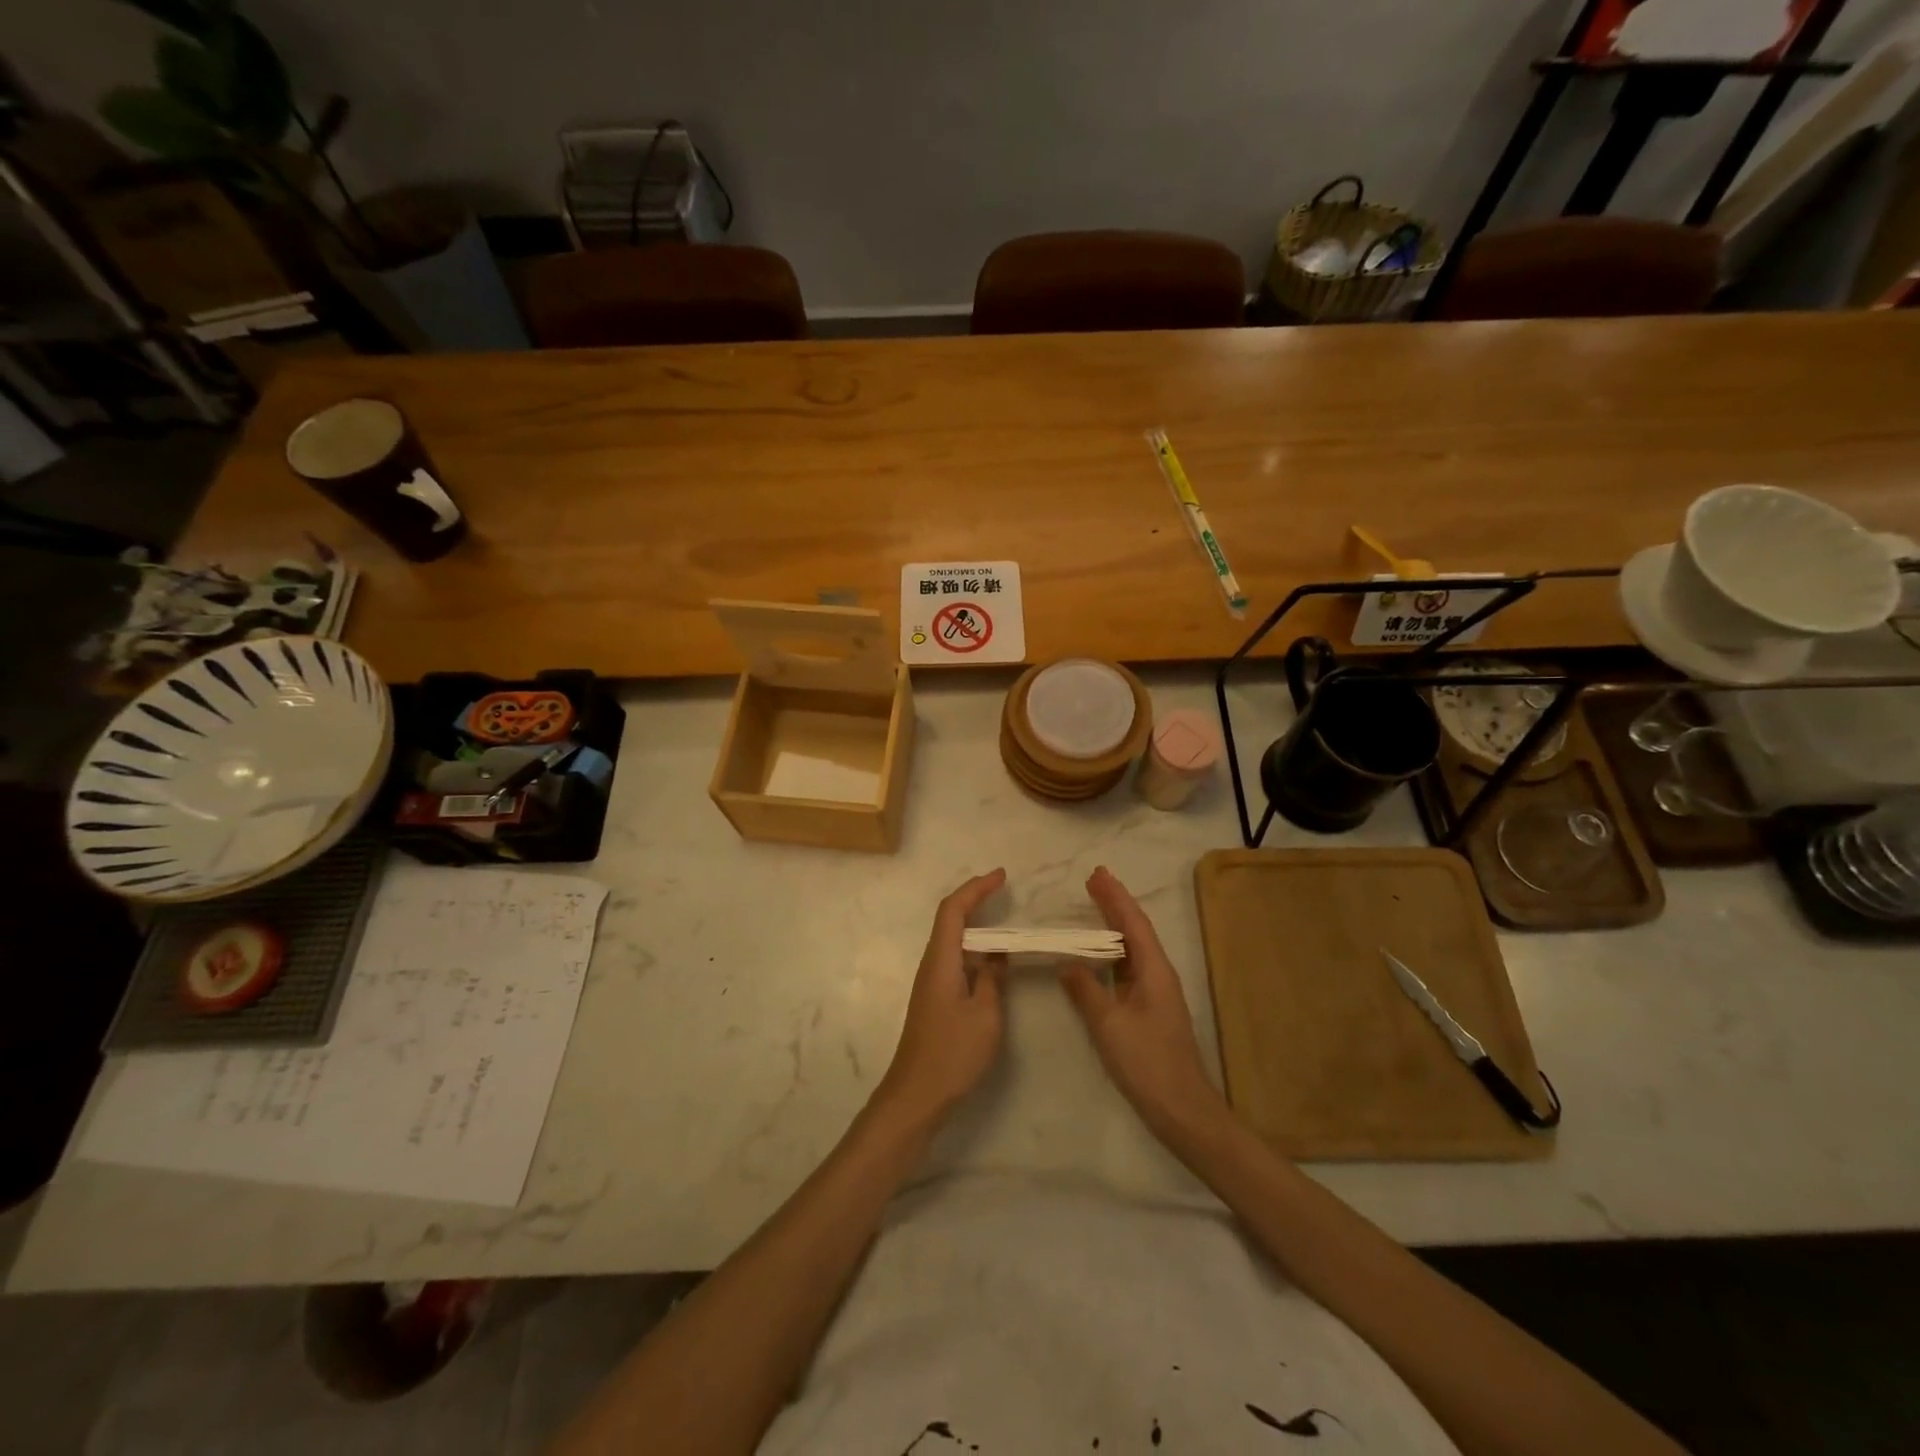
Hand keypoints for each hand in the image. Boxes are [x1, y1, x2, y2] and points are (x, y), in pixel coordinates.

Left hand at [876, 869, 1007, 1123]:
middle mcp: (931, 964)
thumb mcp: (985, 1014)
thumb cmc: (952, 1053)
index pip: (953, 909)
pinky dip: (974, 950)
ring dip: (976, 925)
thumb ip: (992, 979)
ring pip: (953, 940)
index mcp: (941, 960)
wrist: (916, 1095)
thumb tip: (996, 955)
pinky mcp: (935, 999)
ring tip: (1005, 921)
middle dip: (975, 899)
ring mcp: (931, 982)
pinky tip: (992, 961)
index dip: (976, 888)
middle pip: (950, 919)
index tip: (1001, 876)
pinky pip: (955, 960)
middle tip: (1004, 890)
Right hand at [1059, 866, 1227, 1141]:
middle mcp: (1158, 975)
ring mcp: (1156, 993)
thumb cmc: (1148, 1063)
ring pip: (1133, 949)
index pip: (1133, 923)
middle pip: (1135, 931)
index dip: (1115, 897)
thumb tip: (1067, 963)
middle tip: (1092, 880)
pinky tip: (1098, 956)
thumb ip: (1086, 991)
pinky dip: (1111, 954)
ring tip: (1093, 907)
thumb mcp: (1110, 1025)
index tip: (1096, 874)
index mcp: (1154, 971)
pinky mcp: (1149, 1010)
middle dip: (1115, 905)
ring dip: (1113, 927)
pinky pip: (1128, 969)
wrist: (1182, 1109)